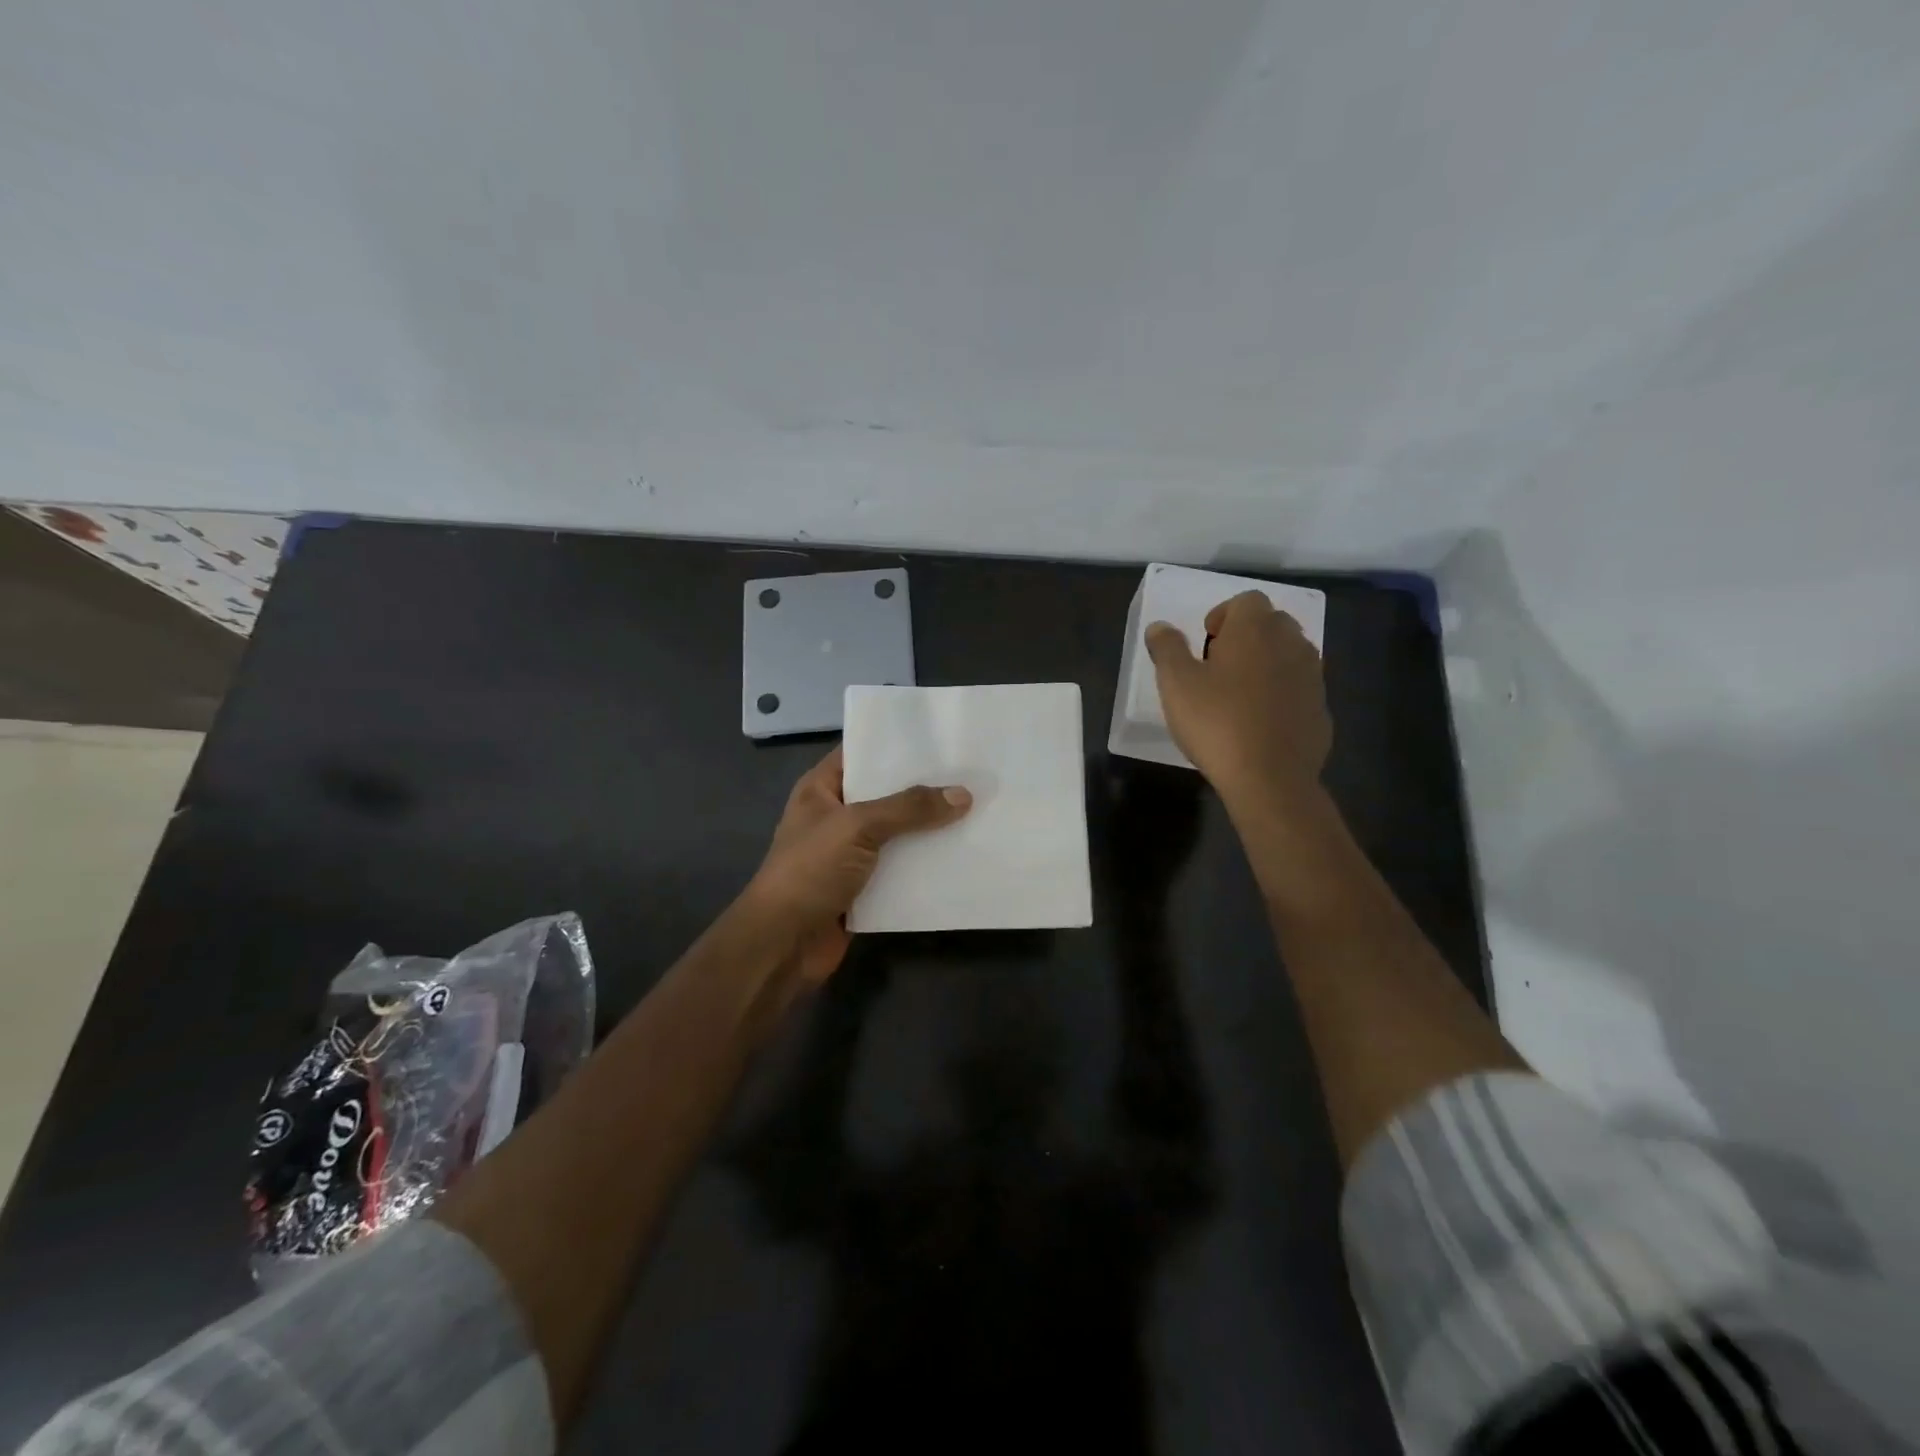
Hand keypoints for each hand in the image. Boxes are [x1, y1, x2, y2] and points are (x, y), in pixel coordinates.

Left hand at [741, 746, 971, 985]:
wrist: (783, 944)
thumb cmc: (810, 871)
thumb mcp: (857, 826)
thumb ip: (909, 808)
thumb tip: (963, 795)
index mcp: (821, 789)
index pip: (861, 753)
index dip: (896, 744)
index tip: (940, 736)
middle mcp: (837, 816)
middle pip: (886, 793)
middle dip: (924, 787)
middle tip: (971, 772)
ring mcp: (850, 853)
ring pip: (898, 833)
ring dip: (929, 828)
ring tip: (977, 808)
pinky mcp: (865, 887)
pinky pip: (901, 868)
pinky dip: (925, 864)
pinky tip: (962, 853)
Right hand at [1145, 591, 1330, 798]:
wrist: (1270, 778)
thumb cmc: (1217, 723)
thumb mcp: (1176, 684)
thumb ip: (1167, 648)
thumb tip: (1160, 626)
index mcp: (1255, 630)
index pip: (1246, 600)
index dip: (1223, 615)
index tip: (1205, 643)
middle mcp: (1291, 643)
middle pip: (1272, 623)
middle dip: (1247, 636)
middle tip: (1219, 666)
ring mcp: (1312, 676)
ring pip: (1289, 654)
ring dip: (1267, 663)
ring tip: (1240, 693)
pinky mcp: (1321, 709)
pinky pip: (1299, 688)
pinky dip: (1282, 693)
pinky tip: (1260, 722)